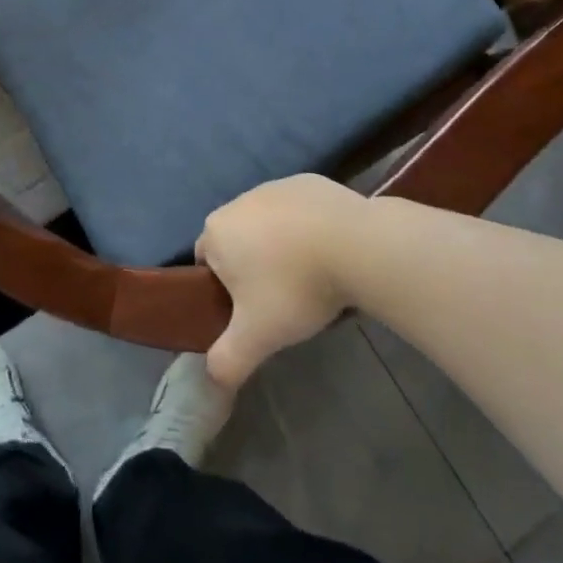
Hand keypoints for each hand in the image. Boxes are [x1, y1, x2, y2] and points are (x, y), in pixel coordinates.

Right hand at [194, 174, 370, 388]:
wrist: (356, 245)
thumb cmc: (295, 287)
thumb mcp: (257, 337)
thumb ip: (226, 362)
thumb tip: (210, 380)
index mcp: (216, 231)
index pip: (206, 263)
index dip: (225, 290)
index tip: (251, 311)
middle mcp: (239, 201)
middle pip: (237, 240)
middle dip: (254, 267)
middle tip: (282, 299)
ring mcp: (276, 186)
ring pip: (268, 224)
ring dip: (281, 246)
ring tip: (312, 276)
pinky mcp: (310, 182)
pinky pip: (299, 210)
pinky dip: (308, 228)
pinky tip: (331, 251)